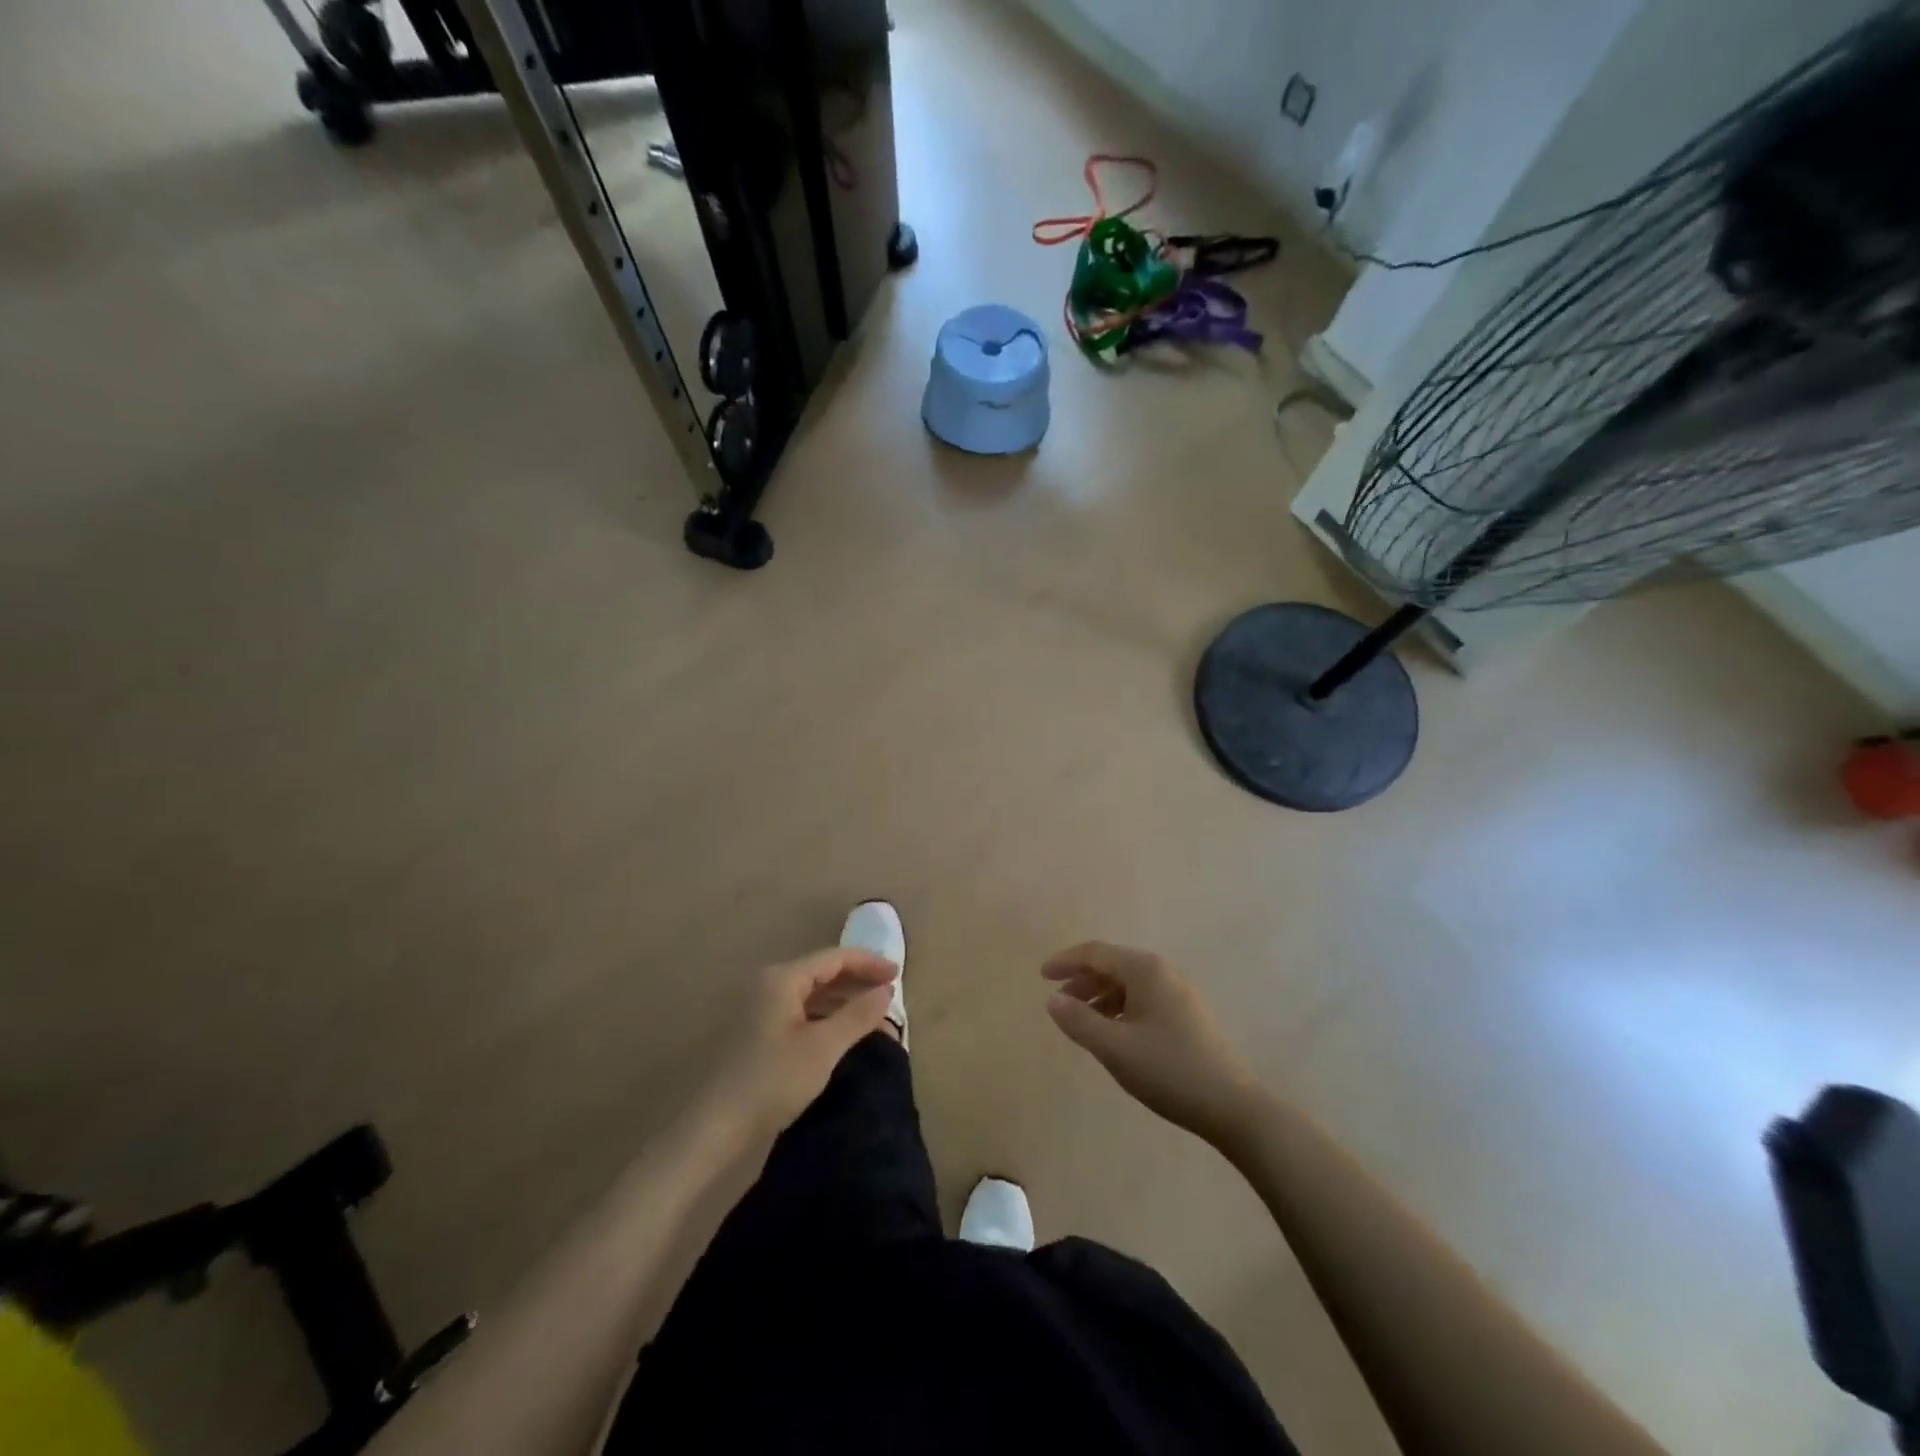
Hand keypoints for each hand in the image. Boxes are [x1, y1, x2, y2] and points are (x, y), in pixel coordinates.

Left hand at [708, 947, 898, 1139]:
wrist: (716, 1127)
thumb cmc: (772, 1080)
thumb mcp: (823, 1047)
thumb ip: (857, 1014)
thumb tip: (886, 990)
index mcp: (782, 978)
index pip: (834, 957)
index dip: (868, 963)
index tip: (898, 975)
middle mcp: (769, 983)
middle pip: (822, 971)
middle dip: (858, 981)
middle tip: (889, 995)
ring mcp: (760, 1007)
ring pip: (812, 993)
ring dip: (843, 1001)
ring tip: (873, 1017)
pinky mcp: (757, 1031)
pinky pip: (801, 1011)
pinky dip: (826, 1017)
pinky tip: (843, 1033)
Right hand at [1043, 942, 1263, 1147]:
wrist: (1232, 1106)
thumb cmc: (1168, 1070)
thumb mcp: (1114, 1047)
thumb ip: (1079, 1020)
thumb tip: (1052, 999)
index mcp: (1145, 969)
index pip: (1096, 953)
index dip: (1066, 961)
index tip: (1041, 976)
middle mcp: (1163, 972)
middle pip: (1113, 964)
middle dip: (1082, 979)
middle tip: (1058, 1000)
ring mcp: (1180, 993)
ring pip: (1129, 983)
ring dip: (1100, 995)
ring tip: (1081, 1020)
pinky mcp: (1188, 1015)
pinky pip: (1144, 998)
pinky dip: (1120, 1007)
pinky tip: (1113, 1032)